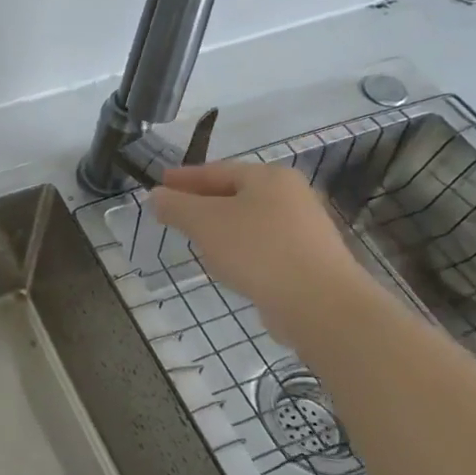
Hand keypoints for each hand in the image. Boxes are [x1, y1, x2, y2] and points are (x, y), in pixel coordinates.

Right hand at [151, 161, 372, 343]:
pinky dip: (239, 249)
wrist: (319, 303)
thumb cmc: (257, 250)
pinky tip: (226, 266)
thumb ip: (175, 206)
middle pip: (234, 194)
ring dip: (220, 228)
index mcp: (268, 177)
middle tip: (174, 213)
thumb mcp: (204, 223)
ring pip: (248, 221)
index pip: (216, 170)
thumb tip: (156, 195)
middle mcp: (291, 195)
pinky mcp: (307, 259)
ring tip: (195, 241)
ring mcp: (304, 228)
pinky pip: (262, 246)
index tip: (159, 184)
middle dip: (201, 203)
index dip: (184, 178)